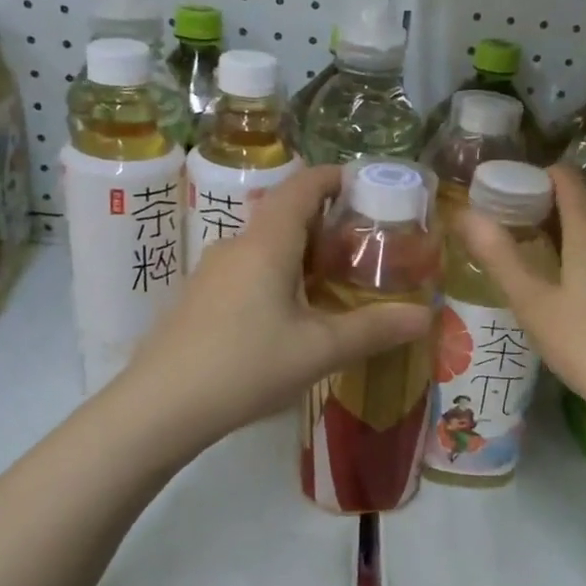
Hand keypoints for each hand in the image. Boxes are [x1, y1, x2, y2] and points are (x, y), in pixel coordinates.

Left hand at [124, 165, 431, 448]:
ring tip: (337, 280)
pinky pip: (248, 269)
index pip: (303, 186)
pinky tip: (292, 313)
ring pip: (266, 245)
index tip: (368, 185)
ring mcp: (212, 272)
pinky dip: (279, 274)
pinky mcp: (200, 299)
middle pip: (285, 213)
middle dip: (327, 221)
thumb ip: (374, 329)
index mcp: (267, 242)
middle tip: (366, 245)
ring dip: (302, 252)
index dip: (335, 177)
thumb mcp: (318, 350)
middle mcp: (236, 245)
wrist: (158, 407)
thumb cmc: (245, 366)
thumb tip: (426, 315)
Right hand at [456, 165, 585, 430]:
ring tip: (551, 270)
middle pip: (585, 203)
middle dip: (550, 212)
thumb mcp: (532, 304)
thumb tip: (465, 214)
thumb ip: (498, 255)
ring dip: (577, 237)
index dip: (535, 179)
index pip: (565, 177)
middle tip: (519, 242)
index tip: (509, 202)